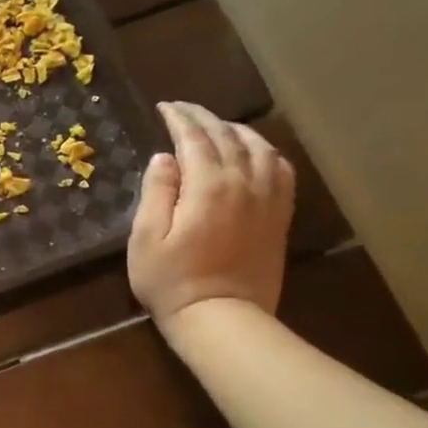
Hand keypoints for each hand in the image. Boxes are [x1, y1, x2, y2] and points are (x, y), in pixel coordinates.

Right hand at [129, 102, 294, 335]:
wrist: (222, 319)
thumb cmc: (172, 281)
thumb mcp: (146, 238)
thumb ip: (155, 192)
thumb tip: (164, 158)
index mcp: (208, 186)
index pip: (195, 138)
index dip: (179, 118)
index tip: (164, 107)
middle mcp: (244, 183)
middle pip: (228, 136)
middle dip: (204, 117)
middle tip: (183, 110)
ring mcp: (267, 199)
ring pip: (259, 147)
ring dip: (236, 129)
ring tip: (217, 126)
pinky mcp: (279, 216)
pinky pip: (281, 170)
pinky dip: (266, 152)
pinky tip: (255, 153)